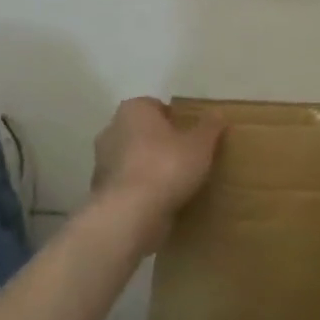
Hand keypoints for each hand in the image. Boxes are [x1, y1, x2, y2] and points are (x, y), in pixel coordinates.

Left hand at [91, 98, 222, 248]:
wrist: (130, 213)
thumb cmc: (166, 166)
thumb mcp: (200, 144)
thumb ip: (209, 127)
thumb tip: (218, 113)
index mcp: (133, 110)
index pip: (155, 106)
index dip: (173, 119)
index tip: (189, 135)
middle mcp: (112, 130)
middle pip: (141, 132)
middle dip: (158, 142)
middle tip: (184, 156)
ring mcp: (102, 162)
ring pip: (131, 159)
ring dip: (147, 167)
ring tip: (174, 182)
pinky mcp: (101, 191)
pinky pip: (126, 184)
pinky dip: (139, 190)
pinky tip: (158, 202)